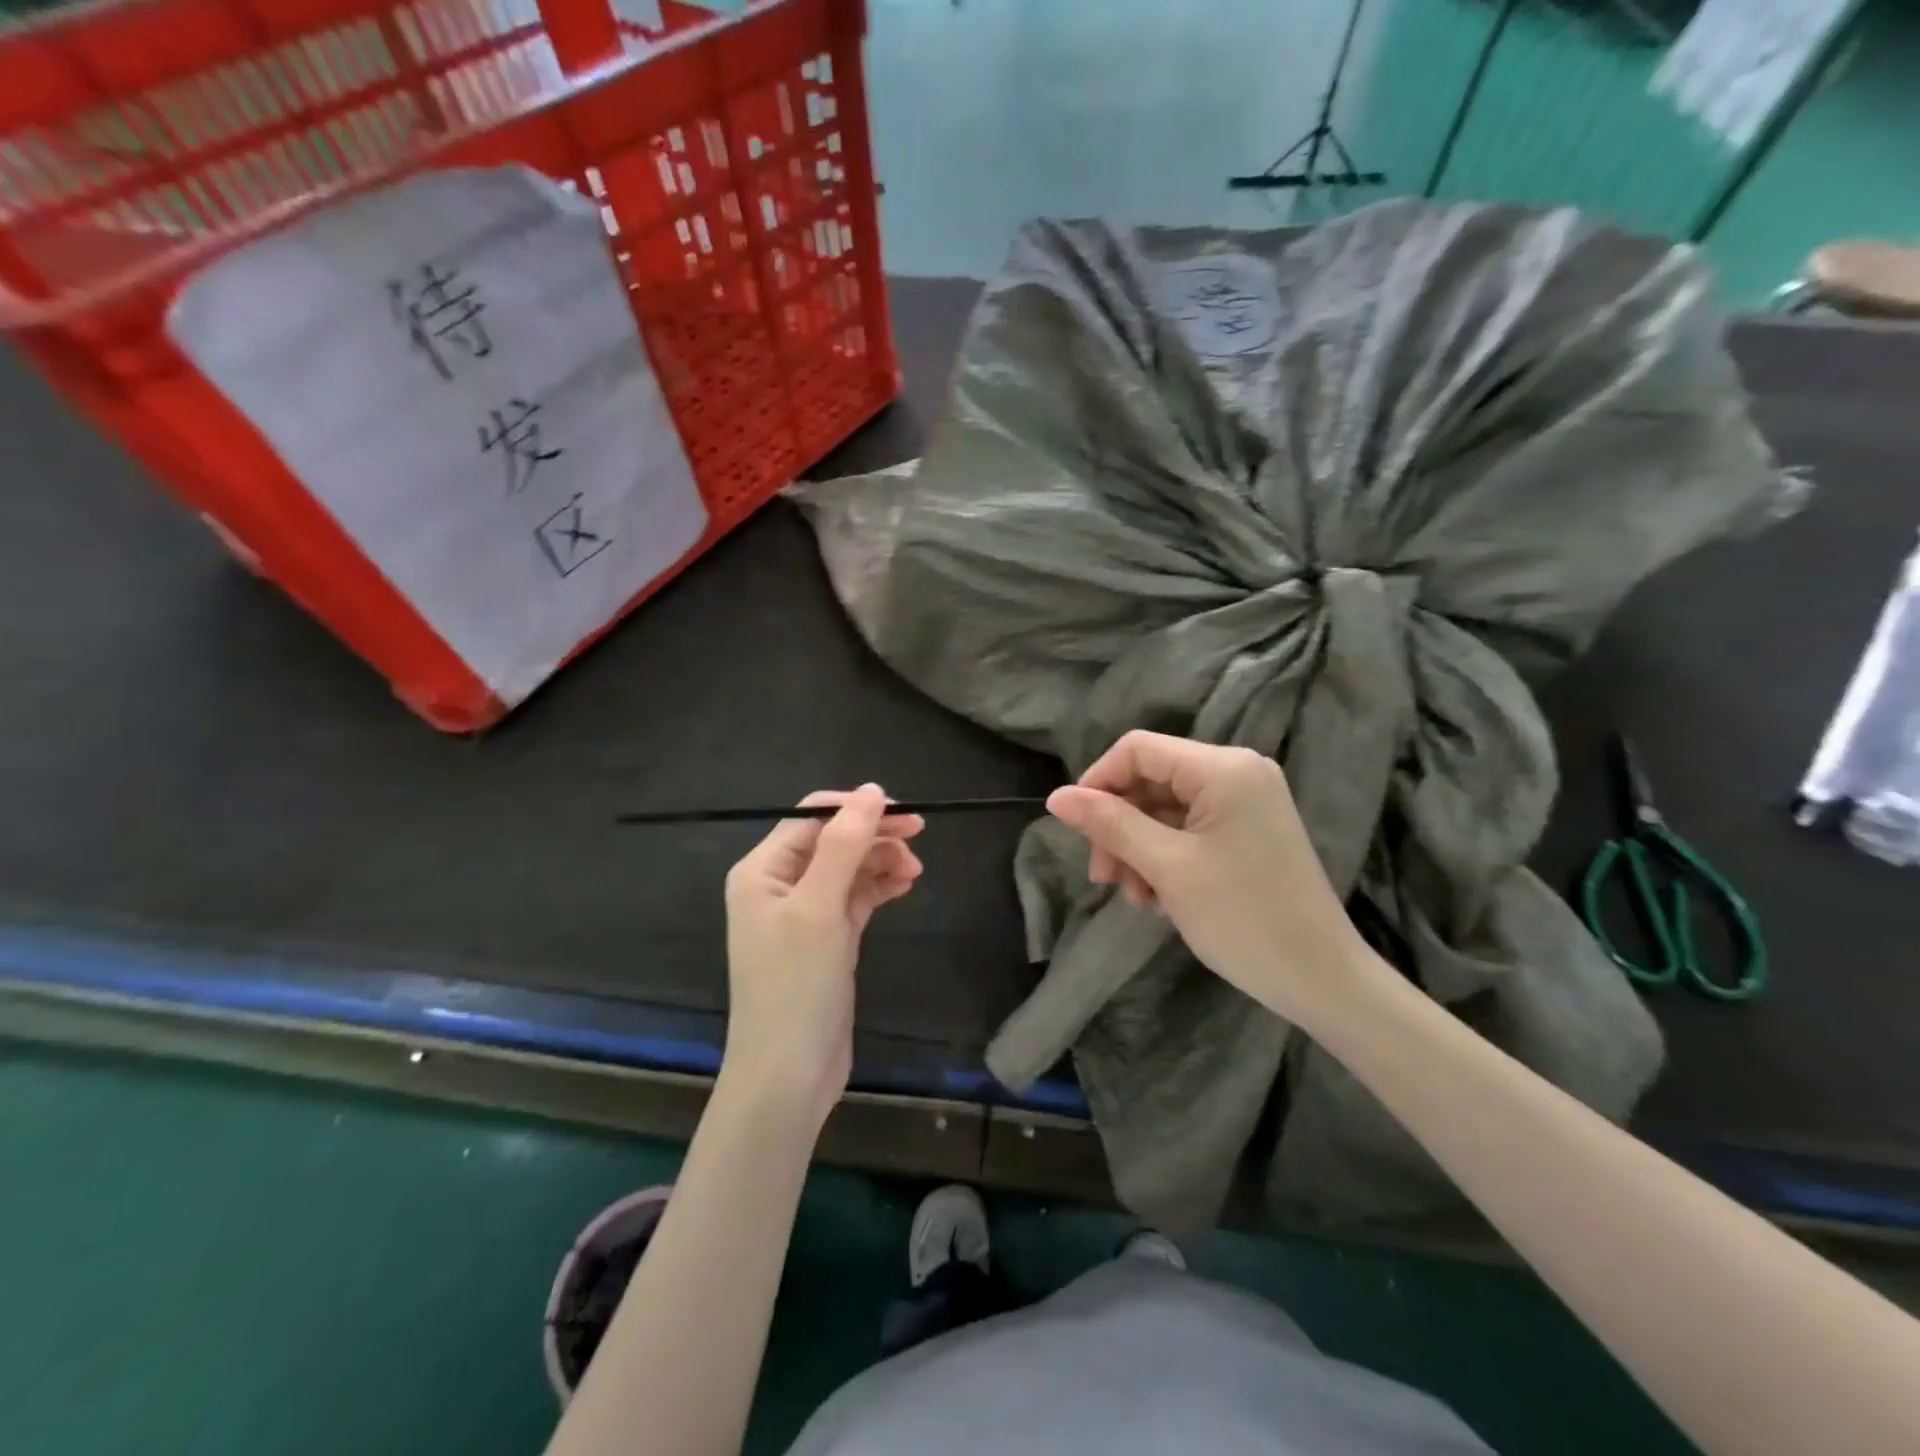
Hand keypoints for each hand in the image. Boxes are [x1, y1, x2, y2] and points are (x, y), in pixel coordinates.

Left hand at [722, 786, 924, 1121]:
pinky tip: (904, 885)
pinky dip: (878, 887)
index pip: (811, 818)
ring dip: (880, 861)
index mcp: (762, 870)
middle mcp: (778, 885)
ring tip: (914, 871)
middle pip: (832, 841)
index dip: (857, 809)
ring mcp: (802, 914)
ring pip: (847, 869)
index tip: (904, 813)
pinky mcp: (825, 939)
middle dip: (873, 835)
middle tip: (920, 835)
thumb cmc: (796, 985)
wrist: (788, 1075)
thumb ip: (844, 845)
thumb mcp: (819, 907)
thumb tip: (873, 790)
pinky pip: (853, 898)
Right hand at [1045, 731, 1373, 1027]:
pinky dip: (1165, 856)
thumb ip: (1110, 825)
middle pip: (1150, 779)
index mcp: (1223, 768)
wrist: (1322, 979)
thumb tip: (1056, 797)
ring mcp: (1246, 801)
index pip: (1138, 749)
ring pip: (1165, 808)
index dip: (1097, 782)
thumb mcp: (1167, 868)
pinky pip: (1189, 828)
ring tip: (1137, 897)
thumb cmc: (1243, 918)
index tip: (1076, 830)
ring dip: (1138, 847)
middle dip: (1118, 825)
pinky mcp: (1248, 830)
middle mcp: (1237, 771)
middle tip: (1104, 879)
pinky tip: (1160, 898)